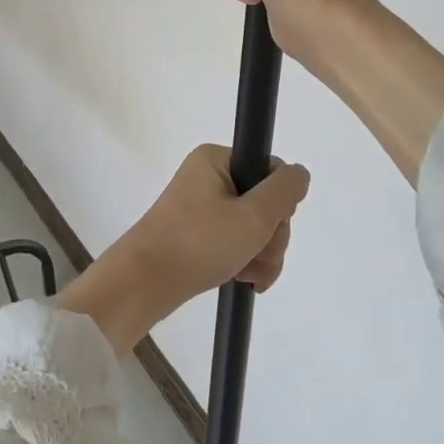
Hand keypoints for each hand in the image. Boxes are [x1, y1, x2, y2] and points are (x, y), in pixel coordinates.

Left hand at [59, 146, 308, 355]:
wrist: (144, 284)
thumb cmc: (198, 243)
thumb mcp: (252, 216)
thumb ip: (284, 191)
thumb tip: (299, 173)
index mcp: (216, 159)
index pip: (270, 171)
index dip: (280, 203)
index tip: (270, 226)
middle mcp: (208, 176)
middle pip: (264, 202)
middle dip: (270, 236)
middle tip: (257, 258)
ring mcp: (201, 206)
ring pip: (253, 227)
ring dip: (261, 254)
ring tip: (249, 277)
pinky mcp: (196, 233)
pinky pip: (234, 241)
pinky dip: (244, 261)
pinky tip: (244, 281)